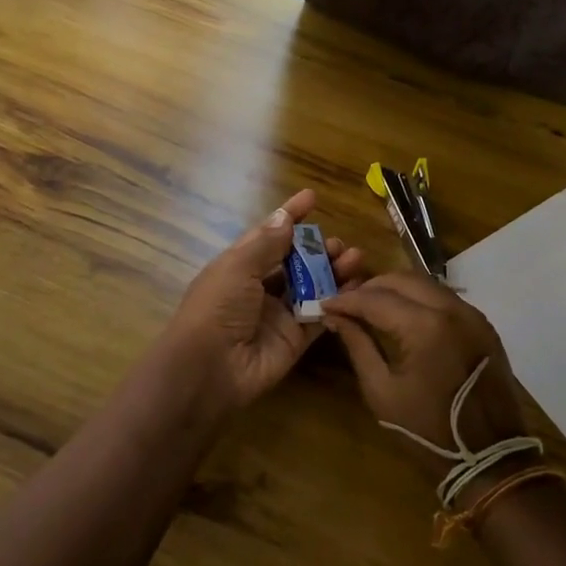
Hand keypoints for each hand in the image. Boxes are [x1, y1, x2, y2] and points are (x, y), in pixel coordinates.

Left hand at [156, 189, 365, 410]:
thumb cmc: (217, 307)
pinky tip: (356, 286)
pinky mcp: (295, 339)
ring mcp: (278, 314)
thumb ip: (266, 243)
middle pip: (294, 261)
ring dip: (331, 270)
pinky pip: (320, 314)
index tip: (311, 197)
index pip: (268, 234)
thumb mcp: (238, 267)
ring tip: (354, 258)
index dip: (289, 216)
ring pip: (311, 286)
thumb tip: (285, 217)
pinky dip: (337, 299)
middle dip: (316, 248)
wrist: (210, 368)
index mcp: (239, 265)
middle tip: (338, 244)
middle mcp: (259, 287)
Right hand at [321, 273, 534, 494]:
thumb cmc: (428, 431)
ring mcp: (472, 315)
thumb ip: (357, 345)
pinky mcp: (483, 325)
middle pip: (402, 280)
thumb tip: (336, 317)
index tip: (325, 304)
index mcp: (425, 327)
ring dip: (395, 289)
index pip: (376, 299)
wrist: (490, 459)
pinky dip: (418, 299)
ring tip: (370, 305)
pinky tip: (402, 314)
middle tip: (346, 301)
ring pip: (425, 284)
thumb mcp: (381, 390)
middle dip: (370, 286)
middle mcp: (452, 309)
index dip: (346, 300)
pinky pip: (444, 298)